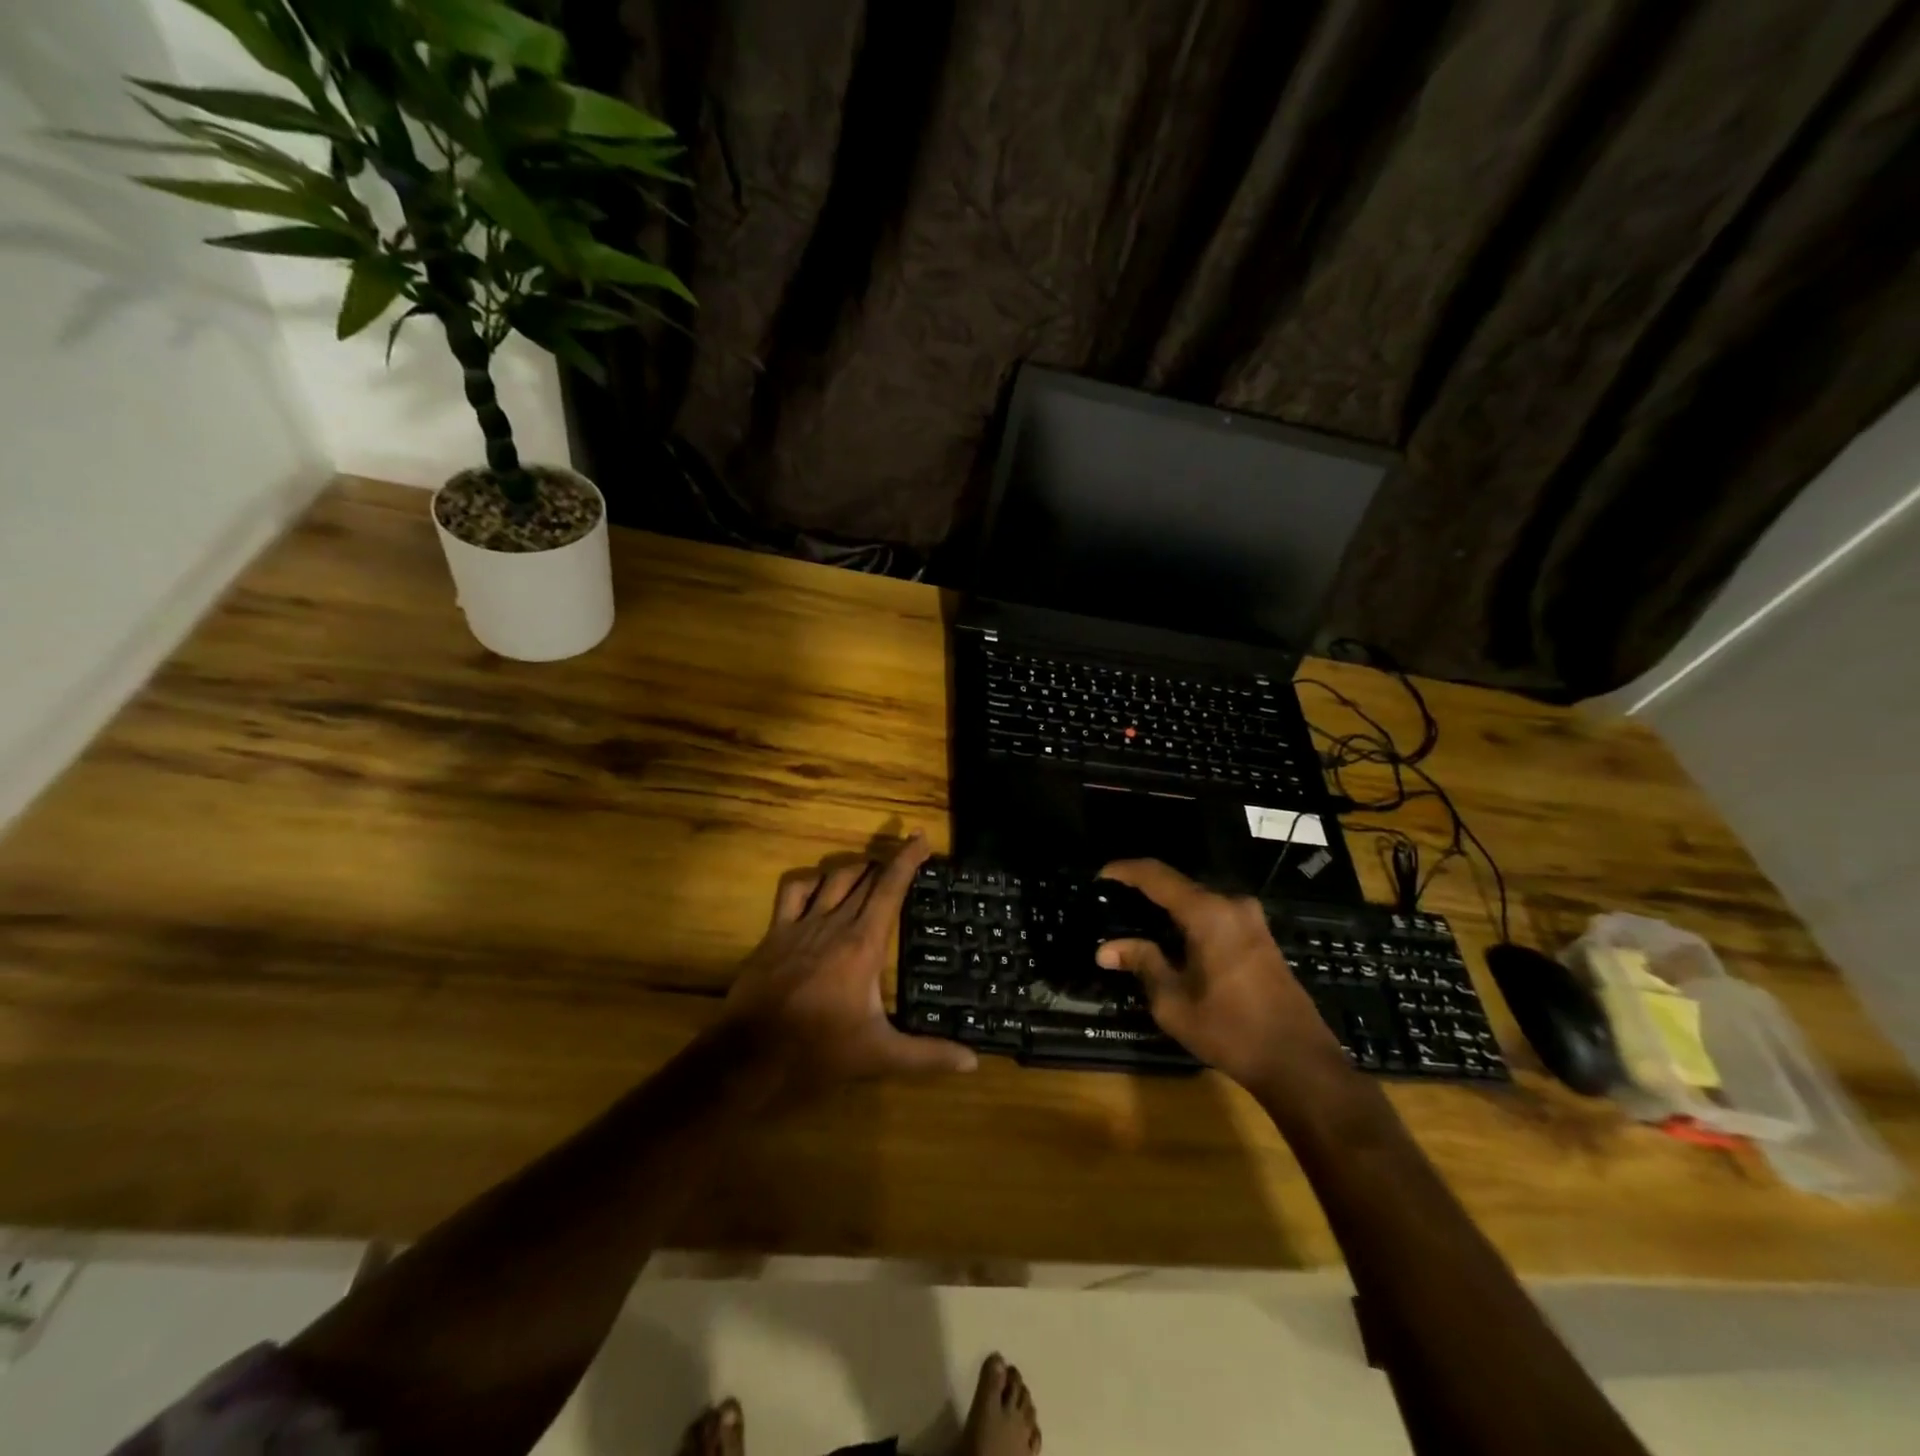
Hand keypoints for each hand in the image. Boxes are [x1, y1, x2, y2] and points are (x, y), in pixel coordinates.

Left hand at [723, 832, 977, 1094]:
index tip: (920, 837)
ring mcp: (801, 925)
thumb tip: (973, 1061)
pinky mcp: (775, 934)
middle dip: (887, 864)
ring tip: (870, 872)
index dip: (907, 859)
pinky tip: (819, 888)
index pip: (891, 888)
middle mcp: (835, 924)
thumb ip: (927, 1055)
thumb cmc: (819, 1052)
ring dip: (855, 869)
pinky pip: (794, 891)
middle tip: (905, 860)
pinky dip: (812, 881)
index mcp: (864, 944)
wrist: (750, 1057)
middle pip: (865, 879)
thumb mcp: (879, 1055)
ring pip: (833, 879)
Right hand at [1094, 859, 1345, 1090]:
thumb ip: (1142, 963)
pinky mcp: (1260, 937)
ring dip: (1167, 908)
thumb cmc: (1230, 1030)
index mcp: (1208, 913)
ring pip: (1197, 901)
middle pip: (1178, 885)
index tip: (1100, 875)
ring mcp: (1251, 920)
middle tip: (1114, 904)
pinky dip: (1188, 921)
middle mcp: (1232, 905)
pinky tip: (1171, 940)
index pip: (1157, 875)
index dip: (1125, 870)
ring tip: (1135, 922)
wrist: (1299, 1063)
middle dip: (1144, 891)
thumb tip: (1106, 949)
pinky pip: (1214, 915)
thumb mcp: (1173, 1001)